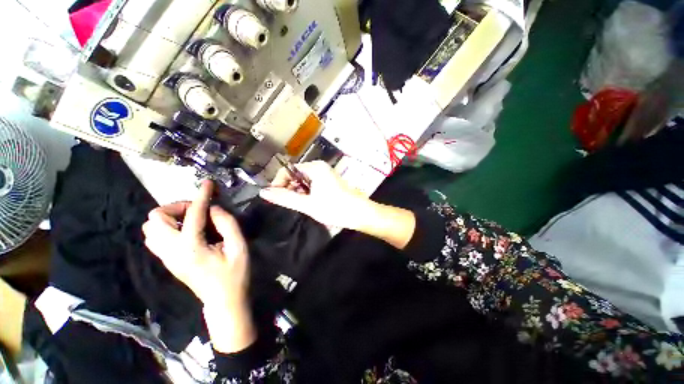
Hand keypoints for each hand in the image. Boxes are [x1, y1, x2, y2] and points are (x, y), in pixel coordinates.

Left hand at [143, 181, 255, 352]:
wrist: (223, 299)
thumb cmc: (235, 274)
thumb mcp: (239, 247)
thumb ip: (227, 224)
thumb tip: (214, 208)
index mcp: (191, 247)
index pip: (193, 213)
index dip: (202, 195)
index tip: (208, 183)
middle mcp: (171, 251)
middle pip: (155, 218)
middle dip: (176, 207)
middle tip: (197, 210)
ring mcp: (166, 257)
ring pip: (150, 228)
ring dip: (169, 217)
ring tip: (191, 219)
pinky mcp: (167, 260)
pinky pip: (155, 237)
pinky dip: (167, 227)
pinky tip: (186, 230)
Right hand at [259, 161, 372, 230]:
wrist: (359, 213)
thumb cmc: (334, 207)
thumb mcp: (307, 204)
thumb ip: (285, 198)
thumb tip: (263, 192)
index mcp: (315, 168)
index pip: (288, 170)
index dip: (279, 182)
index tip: (276, 197)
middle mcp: (320, 167)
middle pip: (296, 175)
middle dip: (290, 188)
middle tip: (291, 203)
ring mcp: (326, 174)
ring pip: (304, 181)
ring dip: (299, 192)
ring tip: (302, 205)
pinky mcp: (329, 181)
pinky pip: (312, 184)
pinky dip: (307, 192)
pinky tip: (310, 202)